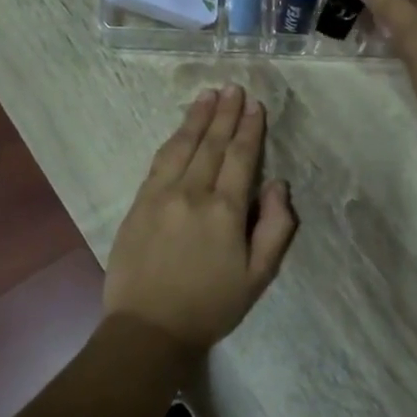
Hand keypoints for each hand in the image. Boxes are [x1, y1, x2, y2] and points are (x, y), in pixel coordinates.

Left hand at [103, 85, 296, 353]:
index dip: (250, 129)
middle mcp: (192, 193)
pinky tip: (181, 128)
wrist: (148, 329)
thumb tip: (278, 185)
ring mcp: (161, 195)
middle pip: (212, 144)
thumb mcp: (258, 277)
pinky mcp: (138, 203)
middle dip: (225, 113)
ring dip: (197, 118)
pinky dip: (173, 139)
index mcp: (224, 210)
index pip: (241, 157)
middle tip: (233, 87)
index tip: (255, 105)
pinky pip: (159, 161)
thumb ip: (275, 228)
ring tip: (209, 95)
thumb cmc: (210, 306)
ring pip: (183, 146)